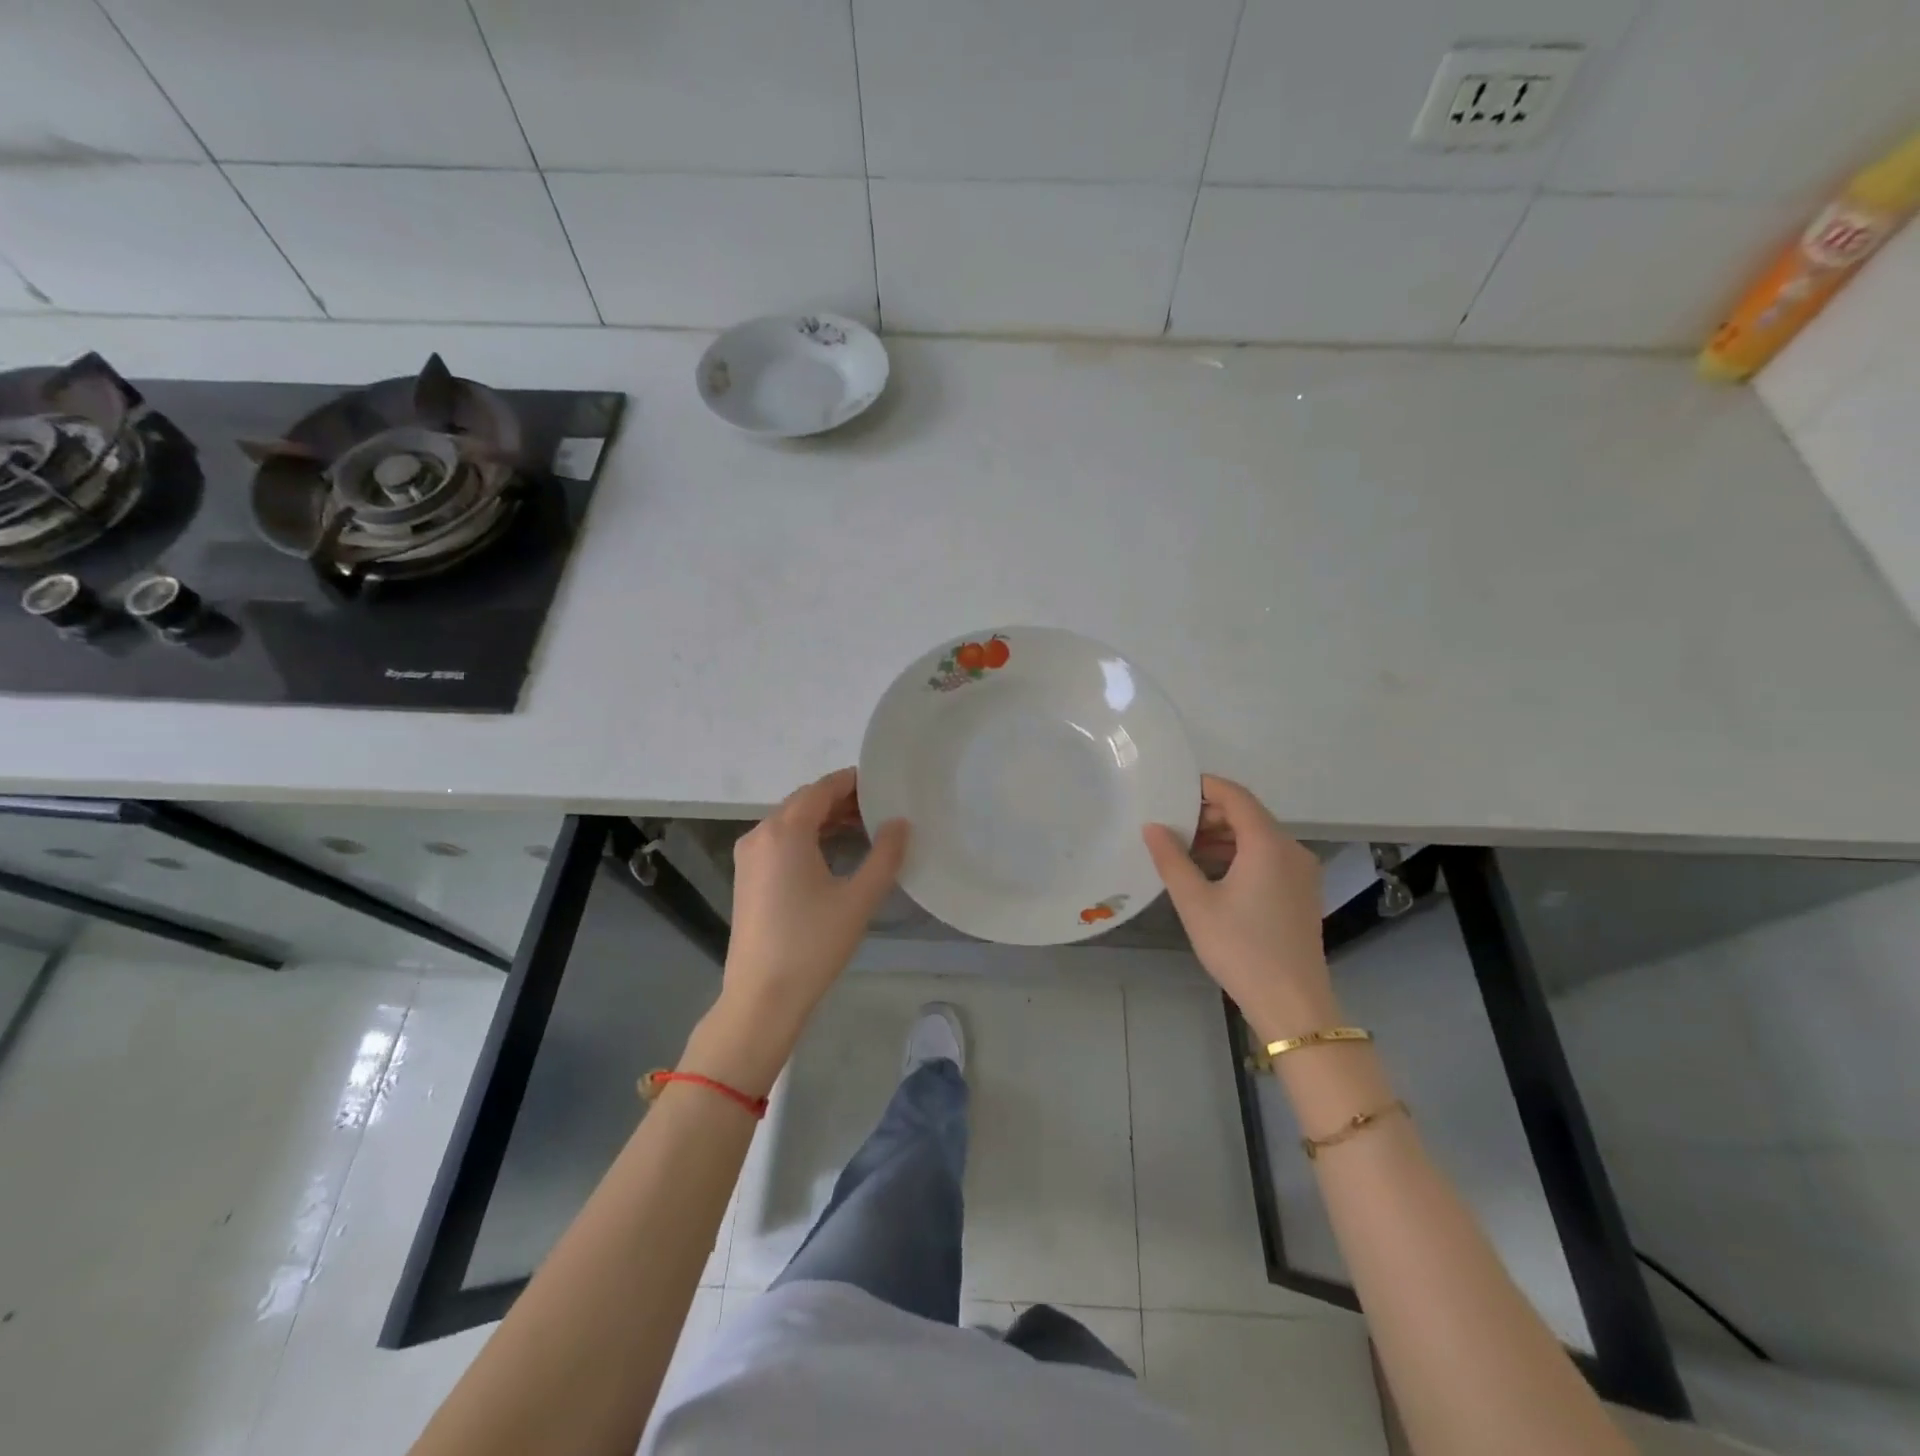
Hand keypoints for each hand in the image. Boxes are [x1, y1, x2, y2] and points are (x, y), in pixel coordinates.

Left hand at [722, 767, 908, 1032]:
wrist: (762, 997)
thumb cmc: (813, 944)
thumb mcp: (859, 899)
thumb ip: (885, 855)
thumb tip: (900, 823)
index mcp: (785, 831)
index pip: (822, 788)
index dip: (853, 782)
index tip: (883, 785)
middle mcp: (761, 834)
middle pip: (804, 801)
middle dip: (841, 800)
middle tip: (879, 809)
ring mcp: (749, 856)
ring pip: (790, 821)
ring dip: (824, 819)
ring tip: (863, 829)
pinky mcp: (747, 877)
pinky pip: (779, 841)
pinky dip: (807, 837)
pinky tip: (832, 853)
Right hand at [1143, 776, 1336, 1037]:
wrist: (1291, 1004)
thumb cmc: (1240, 948)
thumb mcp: (1195, 902)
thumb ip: (1171, 859)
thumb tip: (1152, 826)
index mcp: (1267, 844)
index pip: (1236, 796)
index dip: (1204, 787)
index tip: (1172, 788)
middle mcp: (1291, 849)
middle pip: (1248, 815)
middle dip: (1209, 814)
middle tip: (1171, 823)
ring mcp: (1301, 872)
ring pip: (1258, 837)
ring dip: (1223, 836)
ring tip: (1184, 848)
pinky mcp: (1301, 892)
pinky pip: (1268, 857)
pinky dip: (1239, 854)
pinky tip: (1211, 872)